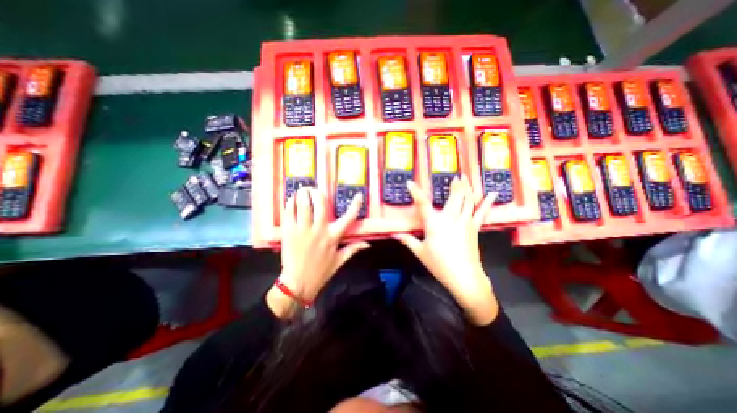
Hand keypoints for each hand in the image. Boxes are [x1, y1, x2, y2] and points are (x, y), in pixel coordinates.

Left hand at [265, 187, 368, 318]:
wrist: (298, 283)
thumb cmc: (321, 272)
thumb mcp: (340, 261)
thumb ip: (353, 249)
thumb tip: (368, 244)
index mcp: (333, 237)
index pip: (348, 218)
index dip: (355, 205)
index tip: (358, 195)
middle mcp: (319, 230)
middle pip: (321, 204)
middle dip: (318, 192)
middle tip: (314, 189)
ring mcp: (303, 230)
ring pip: (304, 205)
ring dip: (303, 194)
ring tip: (302, 190)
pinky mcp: (289, 232)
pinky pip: (289, 213)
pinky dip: (290, 203)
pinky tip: (291, 200)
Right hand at [391, 175, 501, 322]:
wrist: (464, 277)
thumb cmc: (439, 264)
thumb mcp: (420, 252)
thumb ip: (407, 240)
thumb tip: (394, 234)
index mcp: (434, 223)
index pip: (422, 204)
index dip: (415, 192)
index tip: (410, 183)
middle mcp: (450, 218)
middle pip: (454, 196)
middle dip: (455, 184)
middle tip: (455, 176)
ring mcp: (465, 221)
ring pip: (467, 199)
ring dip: (467, 187)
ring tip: (466, 177)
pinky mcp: (474, 227)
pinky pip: (481, 212)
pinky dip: (486, 202)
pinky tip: (492, 193)